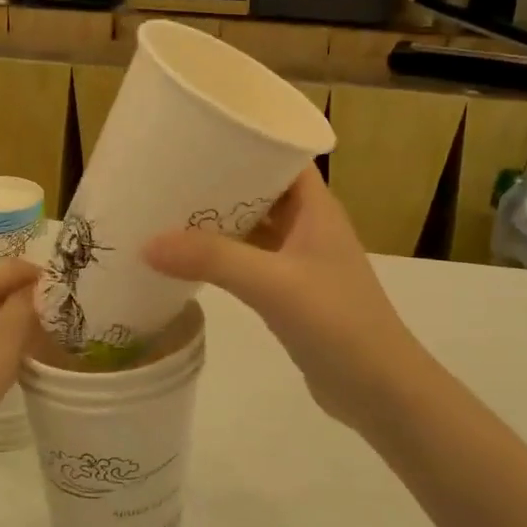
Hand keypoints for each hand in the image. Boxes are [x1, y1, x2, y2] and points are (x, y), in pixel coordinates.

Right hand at [144, 167, 430, 434]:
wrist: (379, 391)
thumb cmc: (337, 323)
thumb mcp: (273, 284)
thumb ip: (213, 260)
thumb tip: (147, 243)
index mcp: (315, 207)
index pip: (280, 153)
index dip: (244, 139)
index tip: (196, 135)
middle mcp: (308, 225)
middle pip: (259, 188)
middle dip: (218, 180)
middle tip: (166, 171)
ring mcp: (299, 260)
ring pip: (252, 226)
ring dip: (217, 220)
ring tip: (166, 209)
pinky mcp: (290, 292)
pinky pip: (249, 260)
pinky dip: (222, 255)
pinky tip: (188, 259)